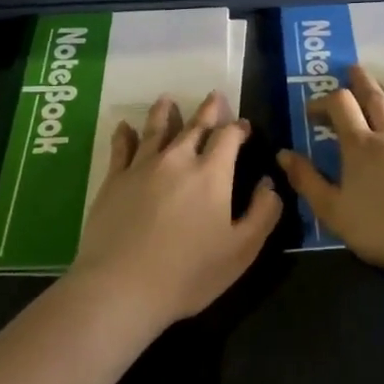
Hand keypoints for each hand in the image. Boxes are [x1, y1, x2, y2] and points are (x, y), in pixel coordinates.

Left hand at [71, 92, 283, 328]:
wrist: (121, 287)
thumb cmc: (189, 273)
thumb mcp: (242, 250)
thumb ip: (262, 213)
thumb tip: (269, 184)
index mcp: (212, 174)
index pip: (228, 138)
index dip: (238, 129)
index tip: (244, 126)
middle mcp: (177, 160)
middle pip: (194, 127)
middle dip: (208, 111)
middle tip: (214, 96)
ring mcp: (141, 168)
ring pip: (156, 130)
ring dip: (164, 113)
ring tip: (167, 99)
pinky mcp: (113, 182)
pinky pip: (121, 149)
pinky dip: (125, 135)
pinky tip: (124, 127)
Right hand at [276, 64, 383, 276]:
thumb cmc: (382, 228)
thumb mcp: (333, 211)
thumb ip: (308, 181)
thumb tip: (283, 153)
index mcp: (361, 147)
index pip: (340, 108)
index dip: (324, 102)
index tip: (313, 110)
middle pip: (377, 100)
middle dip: (364, 83)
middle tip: (356, 68)